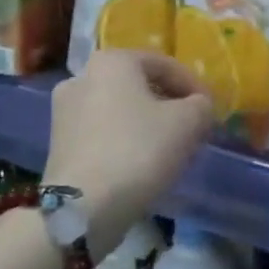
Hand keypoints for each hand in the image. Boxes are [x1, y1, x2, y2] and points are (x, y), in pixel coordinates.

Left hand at [47, 50, 212, 259]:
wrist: (83, 208)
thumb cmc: (138, 150)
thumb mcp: (187, 123)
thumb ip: (201, 106)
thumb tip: (198, 106)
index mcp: (112, 61)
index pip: (165, 65)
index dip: (193, 86)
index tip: (210, 109)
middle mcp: (82, 77)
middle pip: (139, 86)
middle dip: (169, 104)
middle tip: (192, 127)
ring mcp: (64, 111)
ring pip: (120, 110)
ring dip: (147, 123)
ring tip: (170, 148)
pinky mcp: (58, 144)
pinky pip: (103, 132)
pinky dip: (125, 140)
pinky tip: (142, 163)